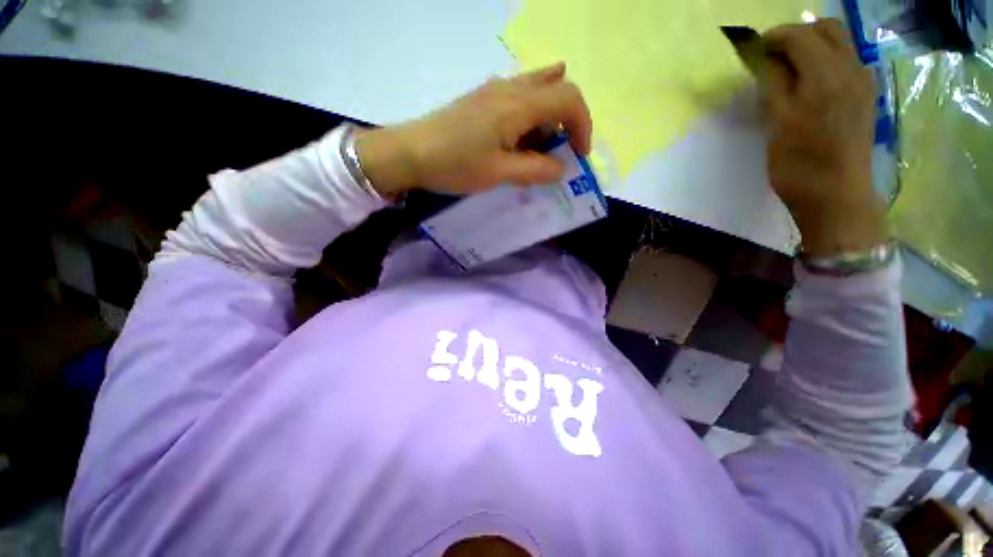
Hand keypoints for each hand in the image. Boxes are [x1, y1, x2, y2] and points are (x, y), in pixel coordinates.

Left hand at [355, 62, 591, 196]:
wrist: (411, 152)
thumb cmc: (455, 164)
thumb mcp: (499, 173)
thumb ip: (534, 170)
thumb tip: (560, 169)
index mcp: (517, 105)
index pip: (568, 99)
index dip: (582, 125)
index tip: (579, 155)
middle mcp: (510, 88)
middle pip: (557, 89)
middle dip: (567, 122)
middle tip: (558, 153)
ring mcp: (494, 91)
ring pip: (537, 92)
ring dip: (547, 121)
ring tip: (537, 151)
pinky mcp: (482, 99)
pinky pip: (518, 98)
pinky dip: (529, 118)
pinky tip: (518, 141)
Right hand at [762, 19, 887, 256]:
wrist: (836, 194)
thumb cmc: (799, 163)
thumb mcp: (777, 123)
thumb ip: (773, 83)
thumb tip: (764, 58)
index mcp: (825, 74)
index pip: (798, 35)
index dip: (772, 37)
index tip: (752, 51)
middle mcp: (851, 67)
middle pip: (825, 28)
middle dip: (795, 35)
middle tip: (771, 57)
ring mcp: (863, 80)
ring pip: (839, 42)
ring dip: (811, 46)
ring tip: (788, 70)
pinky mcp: (866, 94)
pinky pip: (846, 61)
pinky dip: (825, 60)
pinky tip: (809, 83)